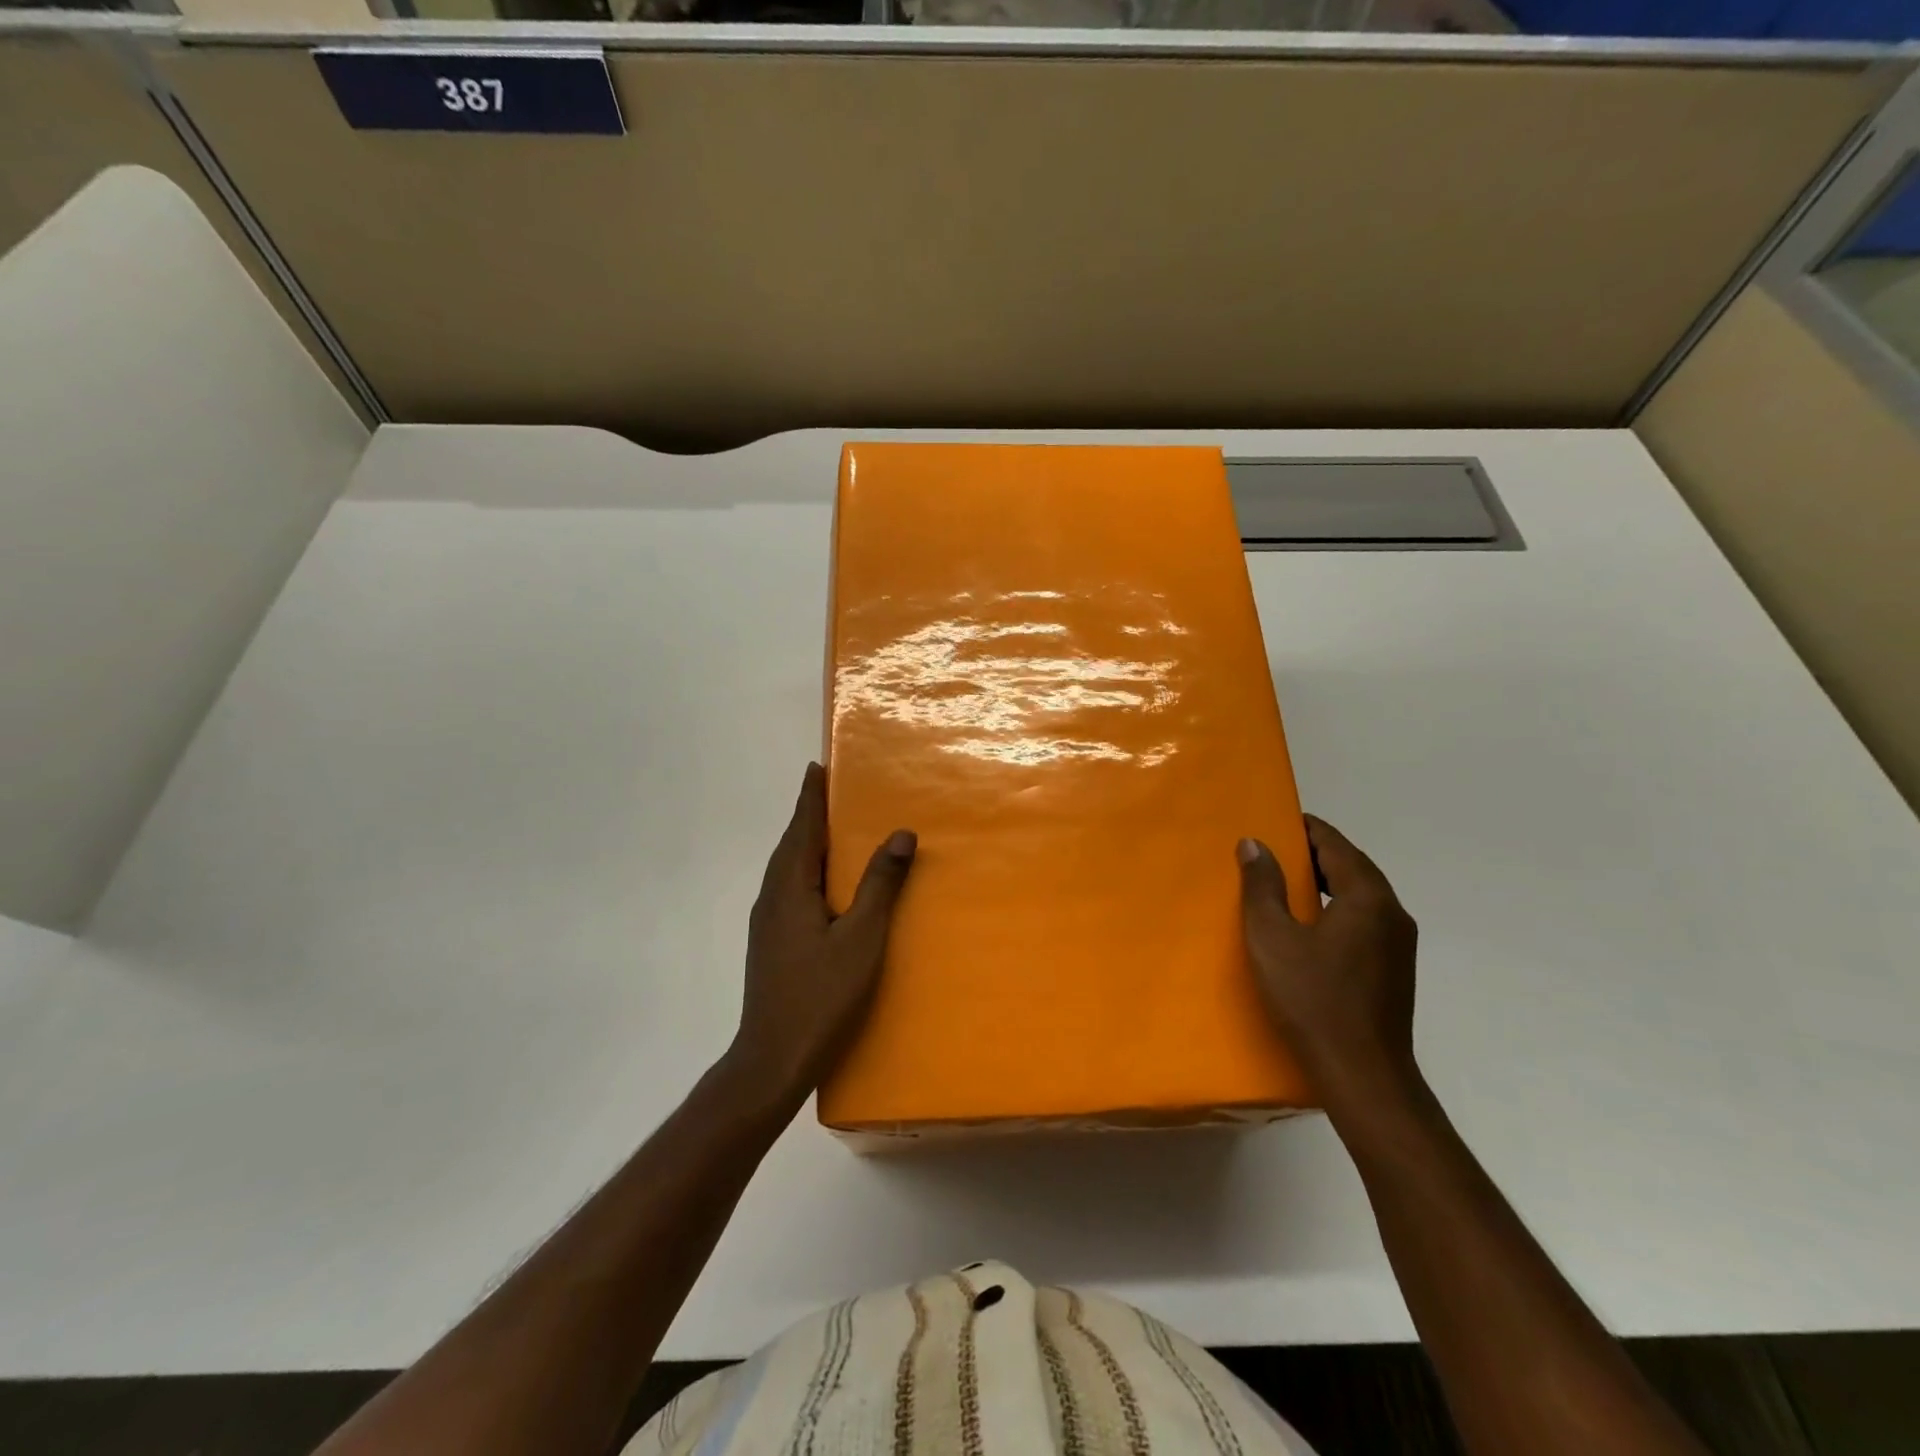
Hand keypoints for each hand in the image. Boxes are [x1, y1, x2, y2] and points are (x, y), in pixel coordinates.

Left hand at [724, 763, 915, 1111]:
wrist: (771, 1060)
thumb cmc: (820, 995)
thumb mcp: (861, 938)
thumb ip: (881, 884)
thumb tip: (901, 834)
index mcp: (790, 887)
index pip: (803, 828)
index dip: (811, 797)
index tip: (817, 766)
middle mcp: (771, 897)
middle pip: (792, 844)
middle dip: (809, 815)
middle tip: (831, 791)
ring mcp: (767, 922)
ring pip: (788, 868)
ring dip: (808, 843)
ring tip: (832, 830)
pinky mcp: (770, 943)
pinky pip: (789, 889)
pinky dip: (807, 871)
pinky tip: (824, 886)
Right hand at [1238, 817, 1420, 1119]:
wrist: (1363, 1074)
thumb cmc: (1312, 999)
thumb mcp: (1271, 937)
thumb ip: (1262, 885)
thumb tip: (1255, 843)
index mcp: (1367, 897)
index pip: (1336, 844)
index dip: (1305, 829)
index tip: (1274, 821)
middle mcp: (1392, 912)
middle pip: (1353, 866)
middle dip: (1315, 853)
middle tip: (1274, 850)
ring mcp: (1399, 943)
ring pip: (1361, 894)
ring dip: (1328, 881)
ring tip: (1287, 883)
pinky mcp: (1395, 968)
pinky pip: (1365, 919)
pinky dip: (1338, 907)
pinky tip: (1311, 925)